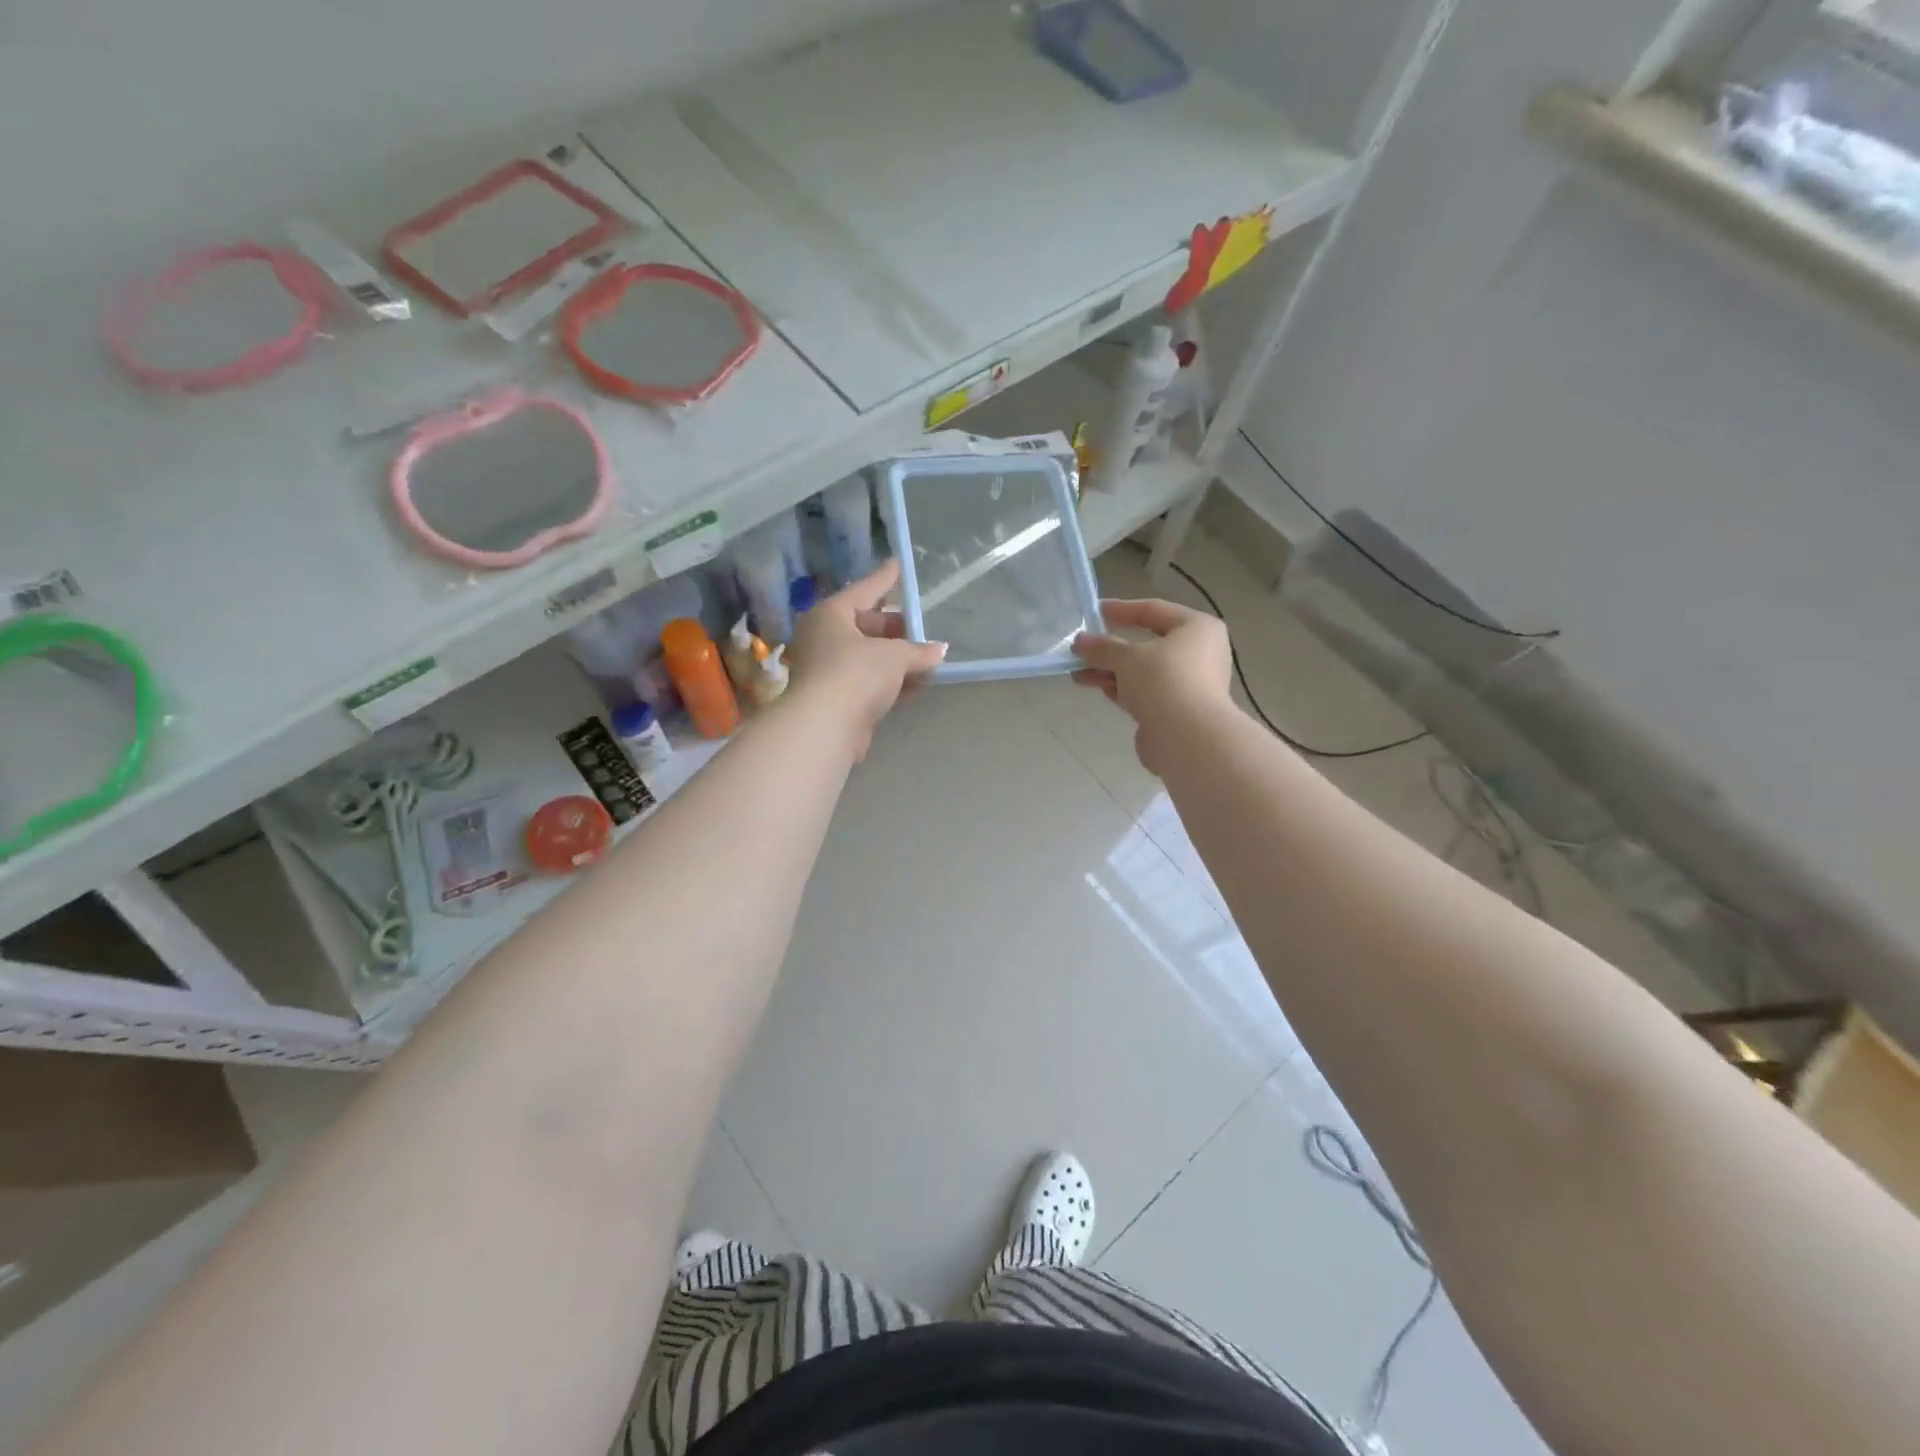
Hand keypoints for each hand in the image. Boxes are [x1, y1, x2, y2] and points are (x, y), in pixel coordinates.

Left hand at [789, 559, 946, 759]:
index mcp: (831, 615)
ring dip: (899, 658)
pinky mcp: (839, 698)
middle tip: (923, 628)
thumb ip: (918, 651)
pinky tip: (919, 683)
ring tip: (929, 657)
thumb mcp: (894, 656)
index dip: (885, 578)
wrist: (826, 726)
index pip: (865, 590)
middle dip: (897, 629)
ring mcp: (830, 669)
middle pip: (867, 625)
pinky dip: (893, 680)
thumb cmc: (856, 673)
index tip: (897, 563)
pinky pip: (871, 681)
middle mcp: (826, 637)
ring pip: (870, 656)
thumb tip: (939, 650)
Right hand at [1072, 599, 1233, 774]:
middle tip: (1082, 648)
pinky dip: (1121, 689)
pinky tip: (1095, 687)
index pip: (1154, 610)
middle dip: (1111, 648)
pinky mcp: (1176, 710)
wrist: (1187, 739)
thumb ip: (1102, 647)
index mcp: (1197, 628)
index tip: (1093, 612)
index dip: (1121, 610)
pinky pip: (1144, 692)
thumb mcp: (1127, 657)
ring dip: (1110, 670)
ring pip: (1143, 671)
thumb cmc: (1164, 681)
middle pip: (1147, 643)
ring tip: (1077, 673)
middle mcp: (1198, 653)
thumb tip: (1080, 642)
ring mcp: (1189, 684)